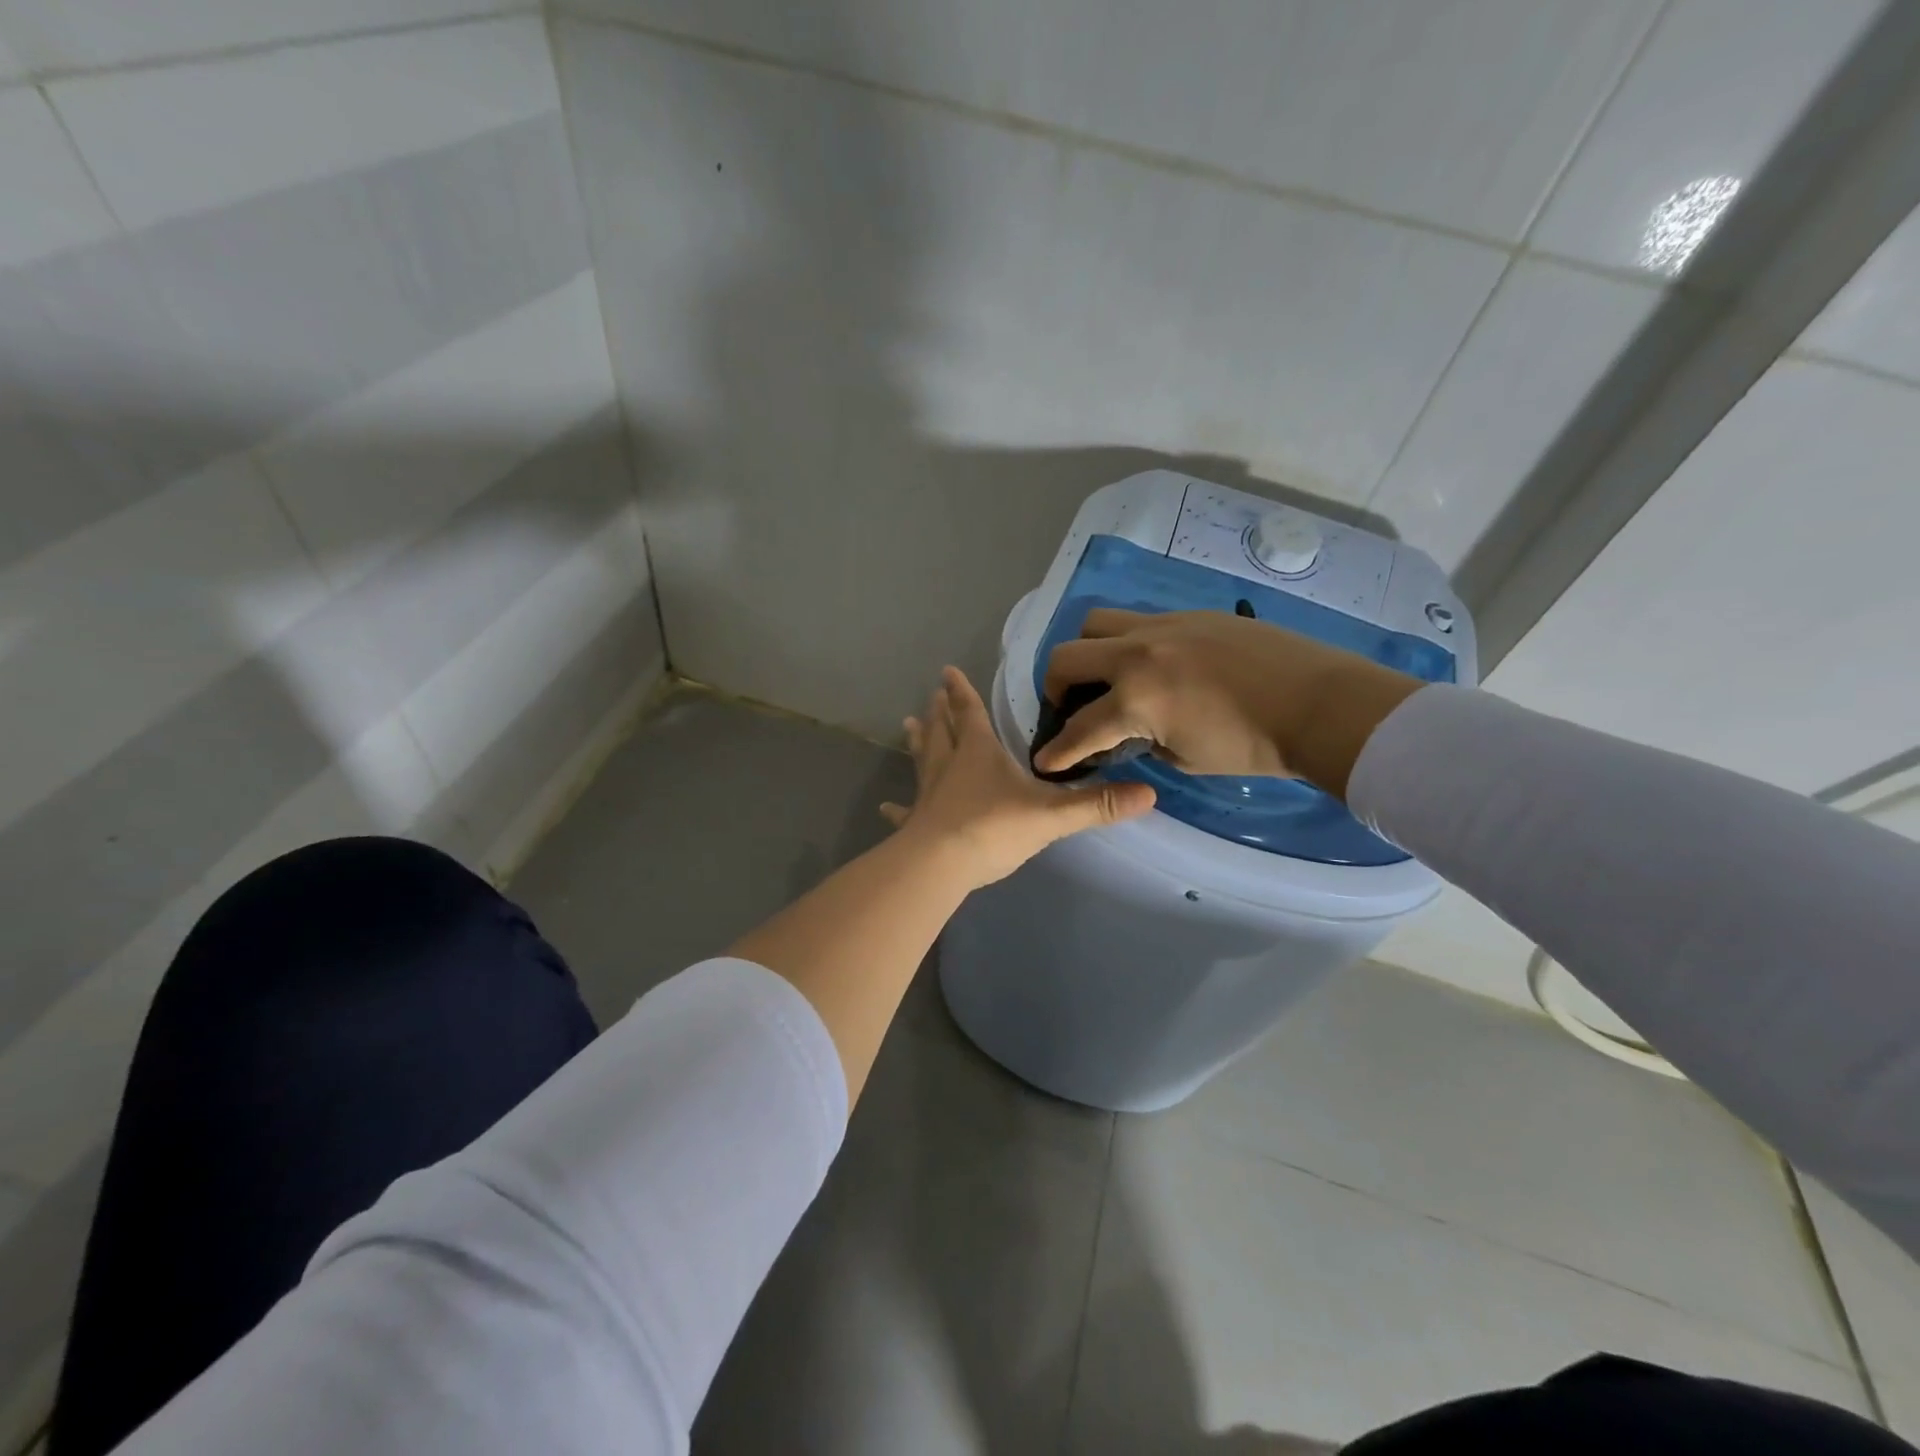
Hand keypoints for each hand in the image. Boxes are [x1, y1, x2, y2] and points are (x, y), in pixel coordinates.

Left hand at [882, 667, 1155, 887]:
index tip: (946, 671)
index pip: (970, 713)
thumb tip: (1150, 794)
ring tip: (908, 725)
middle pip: (942, 731)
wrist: (942, 865)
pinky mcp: (916, 823)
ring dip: (918, 743)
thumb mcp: (1052, 815)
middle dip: (939, 712)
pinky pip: (905, 811)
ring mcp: (929, 794)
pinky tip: (885, 806)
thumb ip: (1097, 804)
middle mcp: (949, 766)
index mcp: (979, 753)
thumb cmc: (994, 828)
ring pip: (922, 761)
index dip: (961, 692)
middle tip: (930, 696)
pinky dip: (897, 808)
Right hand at [1034, 609, 1425, 798]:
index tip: (1045, 761)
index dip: (1056, 751)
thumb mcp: (1187, 760)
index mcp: (1136, 700)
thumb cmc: (1255, 747)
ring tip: (1103, 673)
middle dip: (1054, 687)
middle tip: (1068, 706)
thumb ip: (1146, 742)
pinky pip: (1139, 620)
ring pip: (1096, 622)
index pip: (1078, 729)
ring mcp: (1163, 626)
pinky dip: (1128, 642)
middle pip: (1066, 657)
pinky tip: (1152, 663)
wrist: (1321, 704)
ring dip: (1086, 650)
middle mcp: (1137, 654)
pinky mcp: (1189, 614)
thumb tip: (1133, 732)